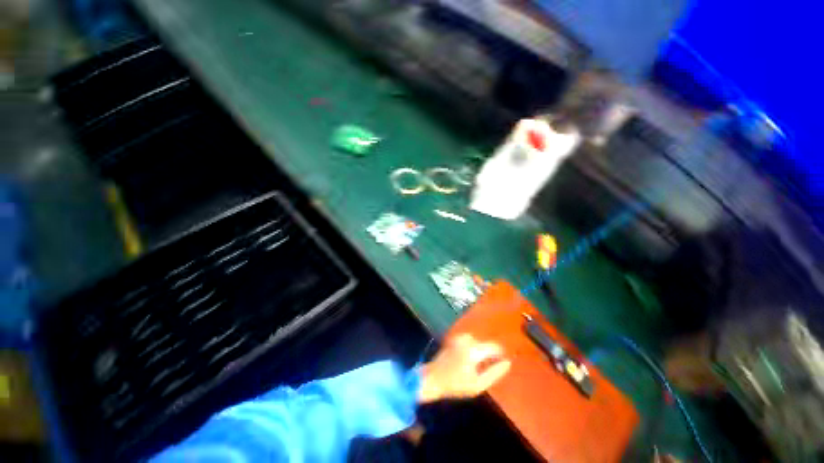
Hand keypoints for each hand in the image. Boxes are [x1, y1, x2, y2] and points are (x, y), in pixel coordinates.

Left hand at [418, 334, 511, 403]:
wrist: (433, 377)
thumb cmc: (456, 384)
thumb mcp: (478, 384)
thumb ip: (494, 373)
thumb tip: (507, 363)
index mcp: (474, 350)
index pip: (494, 347)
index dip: (501, 354)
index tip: (504, 362)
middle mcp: (467, 339)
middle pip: (485, 344)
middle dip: (489, 354)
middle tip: (488, 368)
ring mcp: (459, 337)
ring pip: (477, 342)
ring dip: (480, 351)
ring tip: (477, 366)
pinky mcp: (454, 338)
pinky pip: (469, 341)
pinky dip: (472, 348)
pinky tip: (467, 360)